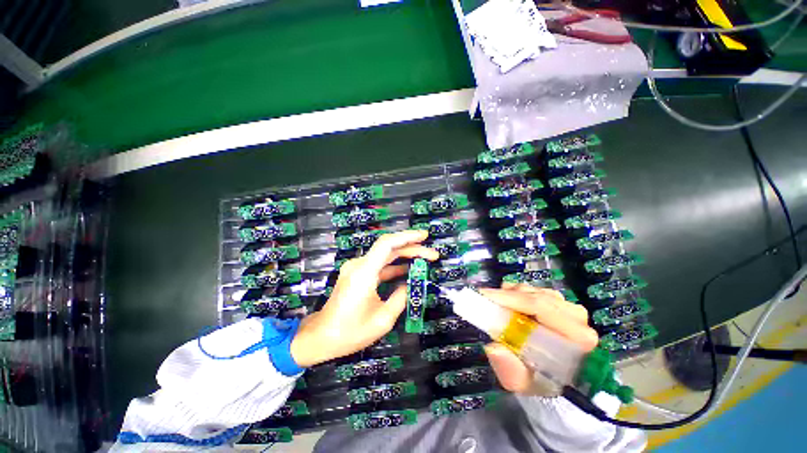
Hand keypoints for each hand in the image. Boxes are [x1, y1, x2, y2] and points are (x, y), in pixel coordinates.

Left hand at [290, 230, 438, 366]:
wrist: (321, 337)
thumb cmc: (350, 332)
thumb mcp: (383, 320)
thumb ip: (401, 298)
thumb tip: (410, 284)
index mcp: (364, 273)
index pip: (387, 244)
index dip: (407, 237)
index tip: (425, 236)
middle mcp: (359, 265)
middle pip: (389, 248)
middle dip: (412, 248)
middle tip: (433, 255)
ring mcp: (357, 268)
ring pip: (385, 256)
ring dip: (405, 256)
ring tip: (426, 259)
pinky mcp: (357, 274)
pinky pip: (379, 265)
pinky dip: (395, 266)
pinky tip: (409, 269)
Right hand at [479, 283, 598, 394]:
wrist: (550, 378)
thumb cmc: (537, 381)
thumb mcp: (521, 383)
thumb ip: (509, 370)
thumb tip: (493, 347)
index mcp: (577, 338)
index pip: (541, 306)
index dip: (510, 299)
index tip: (485, 297)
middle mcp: (577, 317)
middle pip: (534, 295)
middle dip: (505, 296)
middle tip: (483, 299)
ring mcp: (569, 307)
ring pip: (532, 290)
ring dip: (510, 295)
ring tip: (496, 306)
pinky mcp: (560, 302)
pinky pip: (532, 289)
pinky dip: (515, 293)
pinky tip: (508, 304)